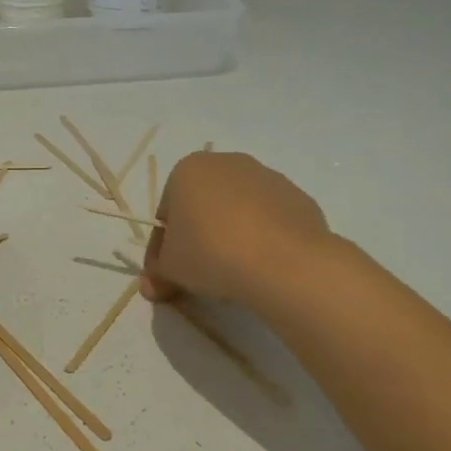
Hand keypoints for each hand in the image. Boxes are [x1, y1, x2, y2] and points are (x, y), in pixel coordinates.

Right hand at [142, 151, 330, 307]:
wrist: (284, 261)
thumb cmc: (211, 253)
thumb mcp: (170, 270)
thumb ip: (157, 274)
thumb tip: (151, 286)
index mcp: (188, 169)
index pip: (167, 213)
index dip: (164, 248)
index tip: (168, 275)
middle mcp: (228, 163)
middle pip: (203, 207)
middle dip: (198, 238)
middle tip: (199, 275)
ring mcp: (267, 177)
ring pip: (238, 212)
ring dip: (231, 237)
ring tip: (235, 274)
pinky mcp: (298, 198)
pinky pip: (270, 222)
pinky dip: (263, 240)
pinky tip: (264, 267)